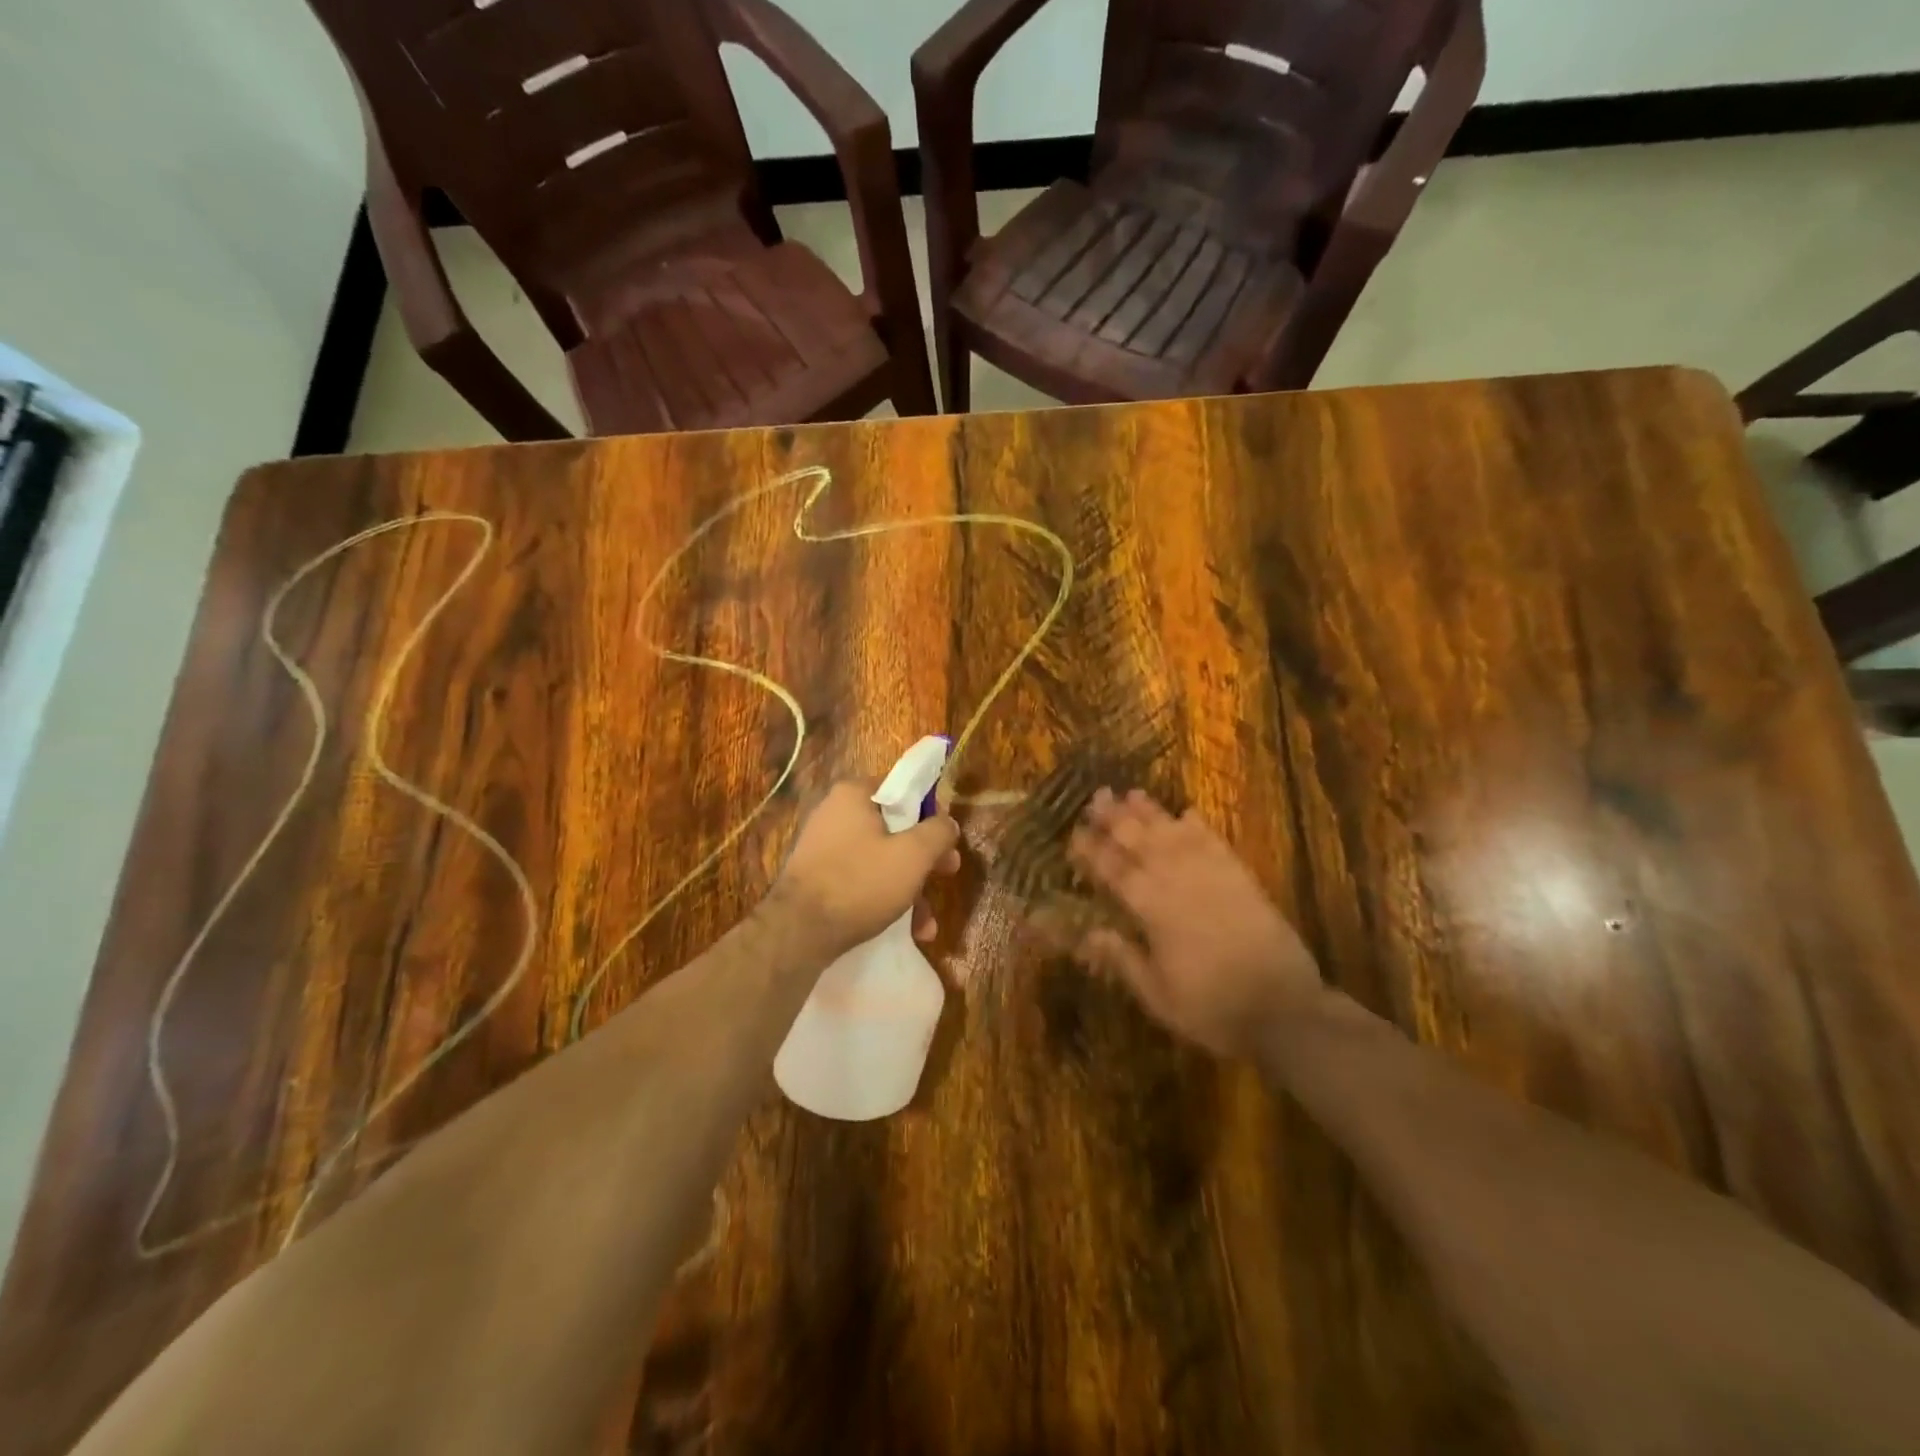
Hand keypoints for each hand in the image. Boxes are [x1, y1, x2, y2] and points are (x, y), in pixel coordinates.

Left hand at [769, 778, 961, 958]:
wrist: (798, 932)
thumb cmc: (861, 882)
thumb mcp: (913, 855)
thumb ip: (938, 832)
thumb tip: (948, 822)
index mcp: (854, 794)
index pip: (902, 789)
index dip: (930, 812)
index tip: (946, 838)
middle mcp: (835, 814)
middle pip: (894, 827)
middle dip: (924, 857)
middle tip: (946, 874)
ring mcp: (824, 847)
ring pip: (880, 859)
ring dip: (909, 887)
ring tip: (926, 922)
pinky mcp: (818, 878)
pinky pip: (861, 880)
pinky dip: (884, 898)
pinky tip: (906, 930)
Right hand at [1064, 788, 1322, 1057]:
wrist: (1286, 1010)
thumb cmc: (1213, 1009)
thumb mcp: (1159, 997)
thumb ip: (1123, 960)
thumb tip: (1089, 934)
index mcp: (1153, 911)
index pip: (1114, 872)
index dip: (1093, 851)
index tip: (1074, 833)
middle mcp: (1179, 883)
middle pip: (1141, 841)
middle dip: (1116, 818)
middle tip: (1097, 797)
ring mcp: (1213, 876)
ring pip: (1175, 834)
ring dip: (1152, 813)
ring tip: (1132, 793)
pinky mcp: (1242, 878)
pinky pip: (1215, 843)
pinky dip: (1199, 826)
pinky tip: (1188, 812)